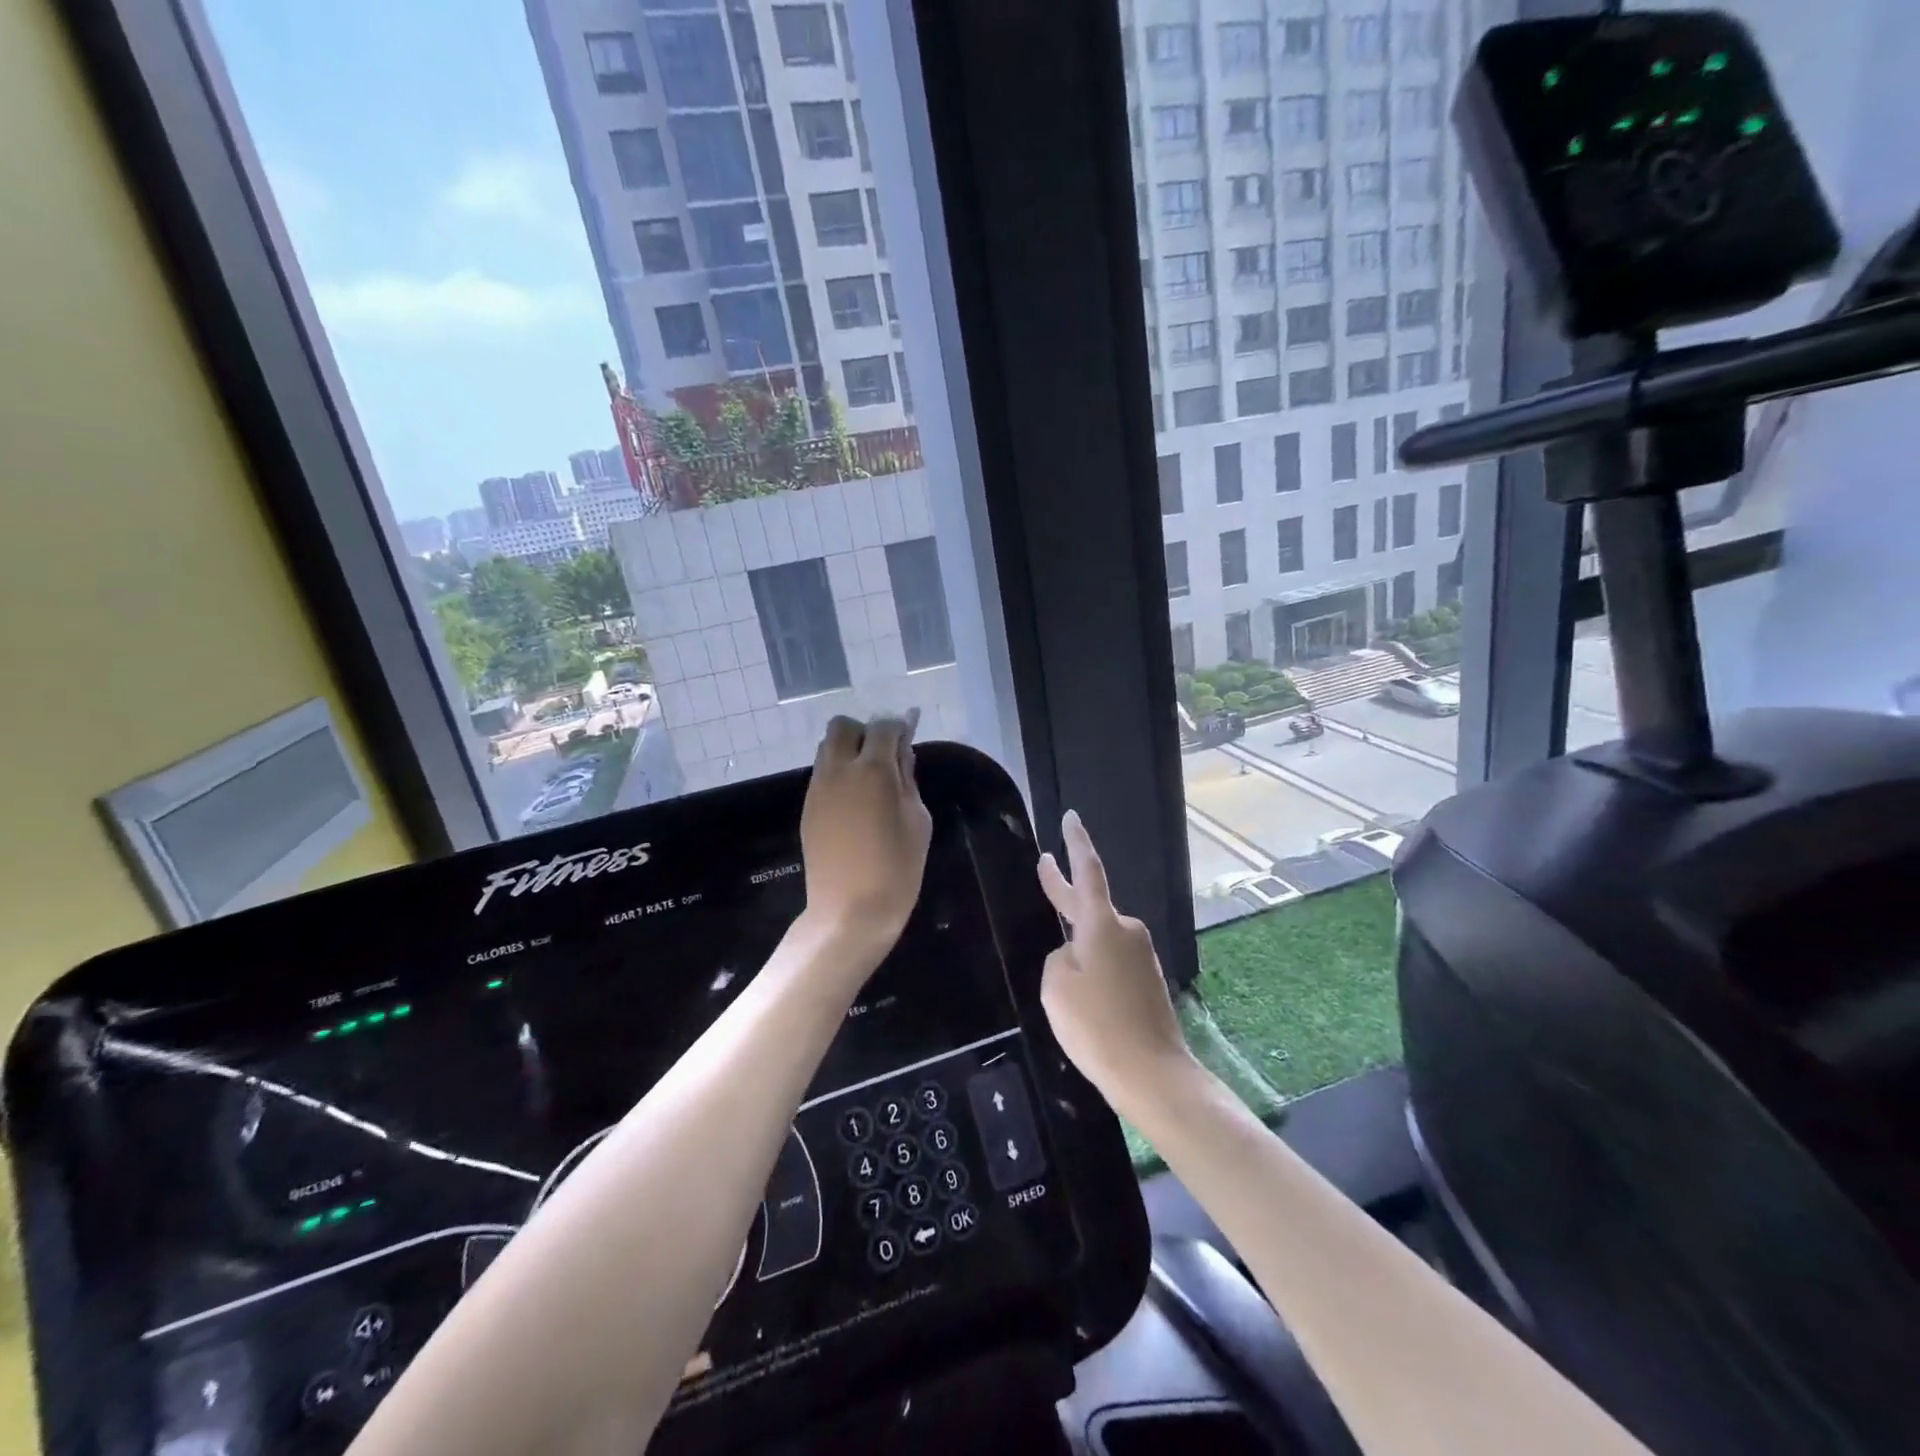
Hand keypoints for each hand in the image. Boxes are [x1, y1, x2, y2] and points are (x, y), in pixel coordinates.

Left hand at [800, 713, 932, 957]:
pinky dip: (838, 775)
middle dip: (864, 733)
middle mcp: (839, 770)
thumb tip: (902, 754)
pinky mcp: (807, 808)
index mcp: (872, 770)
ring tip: (868, 782)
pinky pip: (822, 774)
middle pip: (842, 727)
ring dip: (847, 752)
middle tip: (883, 759)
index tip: (908, 741)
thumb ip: (908, 780)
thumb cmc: (896, 868)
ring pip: (827, 749)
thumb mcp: (918, 821)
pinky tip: (854, 804)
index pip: (883, 727)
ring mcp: (818, 788)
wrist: (849, 911)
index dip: (897, 729)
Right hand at [1037, 810, 1194, 1112]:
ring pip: (1100, 941)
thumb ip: (1059, 958)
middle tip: (1045, 867)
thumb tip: (1074, 955)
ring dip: (1080, 947)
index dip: (1076, 842)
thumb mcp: (1056, 986)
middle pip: (1089, 903)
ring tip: (1062, 981)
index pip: (1087, 871)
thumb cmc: (1096, 1025)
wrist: (1152, 1074)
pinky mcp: (1148, 982)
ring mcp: (1141, 957)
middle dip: (1064, 888)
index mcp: (1102, 924)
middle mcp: (1126, 931)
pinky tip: (1086, 1000)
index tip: (1071, 817)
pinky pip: (1113, 964)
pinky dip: (1095, 970)